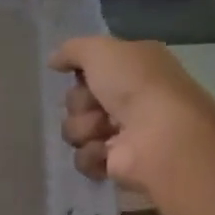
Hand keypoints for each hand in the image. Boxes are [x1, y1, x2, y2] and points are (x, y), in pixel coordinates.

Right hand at [51, 36, 214, 190]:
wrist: (160, 136)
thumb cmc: (136, 85)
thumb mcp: (101, 50)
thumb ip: (73, 50)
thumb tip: (53, 61)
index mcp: (131, 69)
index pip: (89, 70)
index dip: (81, 74)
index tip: (84, 76)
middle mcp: (128, 100)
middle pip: (77, 101)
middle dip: (81, 103)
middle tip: (99, 106)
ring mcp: (122, 134)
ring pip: (75, 129)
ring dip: (85, 129)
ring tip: (107, 131)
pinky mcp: (115, 164)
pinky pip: (83, 158)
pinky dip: (93, 154)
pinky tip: (109, 152)